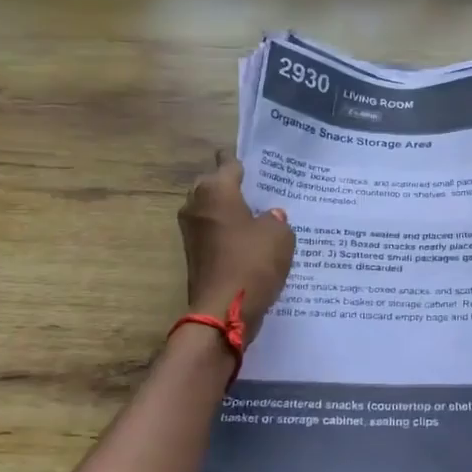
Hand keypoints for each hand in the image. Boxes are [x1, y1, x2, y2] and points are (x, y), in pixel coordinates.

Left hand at [178, 154, 295, 334]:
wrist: (224, 310)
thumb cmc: (253, 262)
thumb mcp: (280, 235)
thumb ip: (276, 219)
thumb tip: (269, 216)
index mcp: (216, 190)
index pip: (228, 163)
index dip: (242, 160)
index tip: (255, 161)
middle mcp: (197, 205)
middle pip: (214, 184)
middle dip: (232, 185)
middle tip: (260, 189)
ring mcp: (191, 232)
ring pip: (212, 210)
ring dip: (230, 211)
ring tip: (259, 214)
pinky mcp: (195, 254)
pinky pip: (214, 233)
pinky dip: (228, 233)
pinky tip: (250, 240)